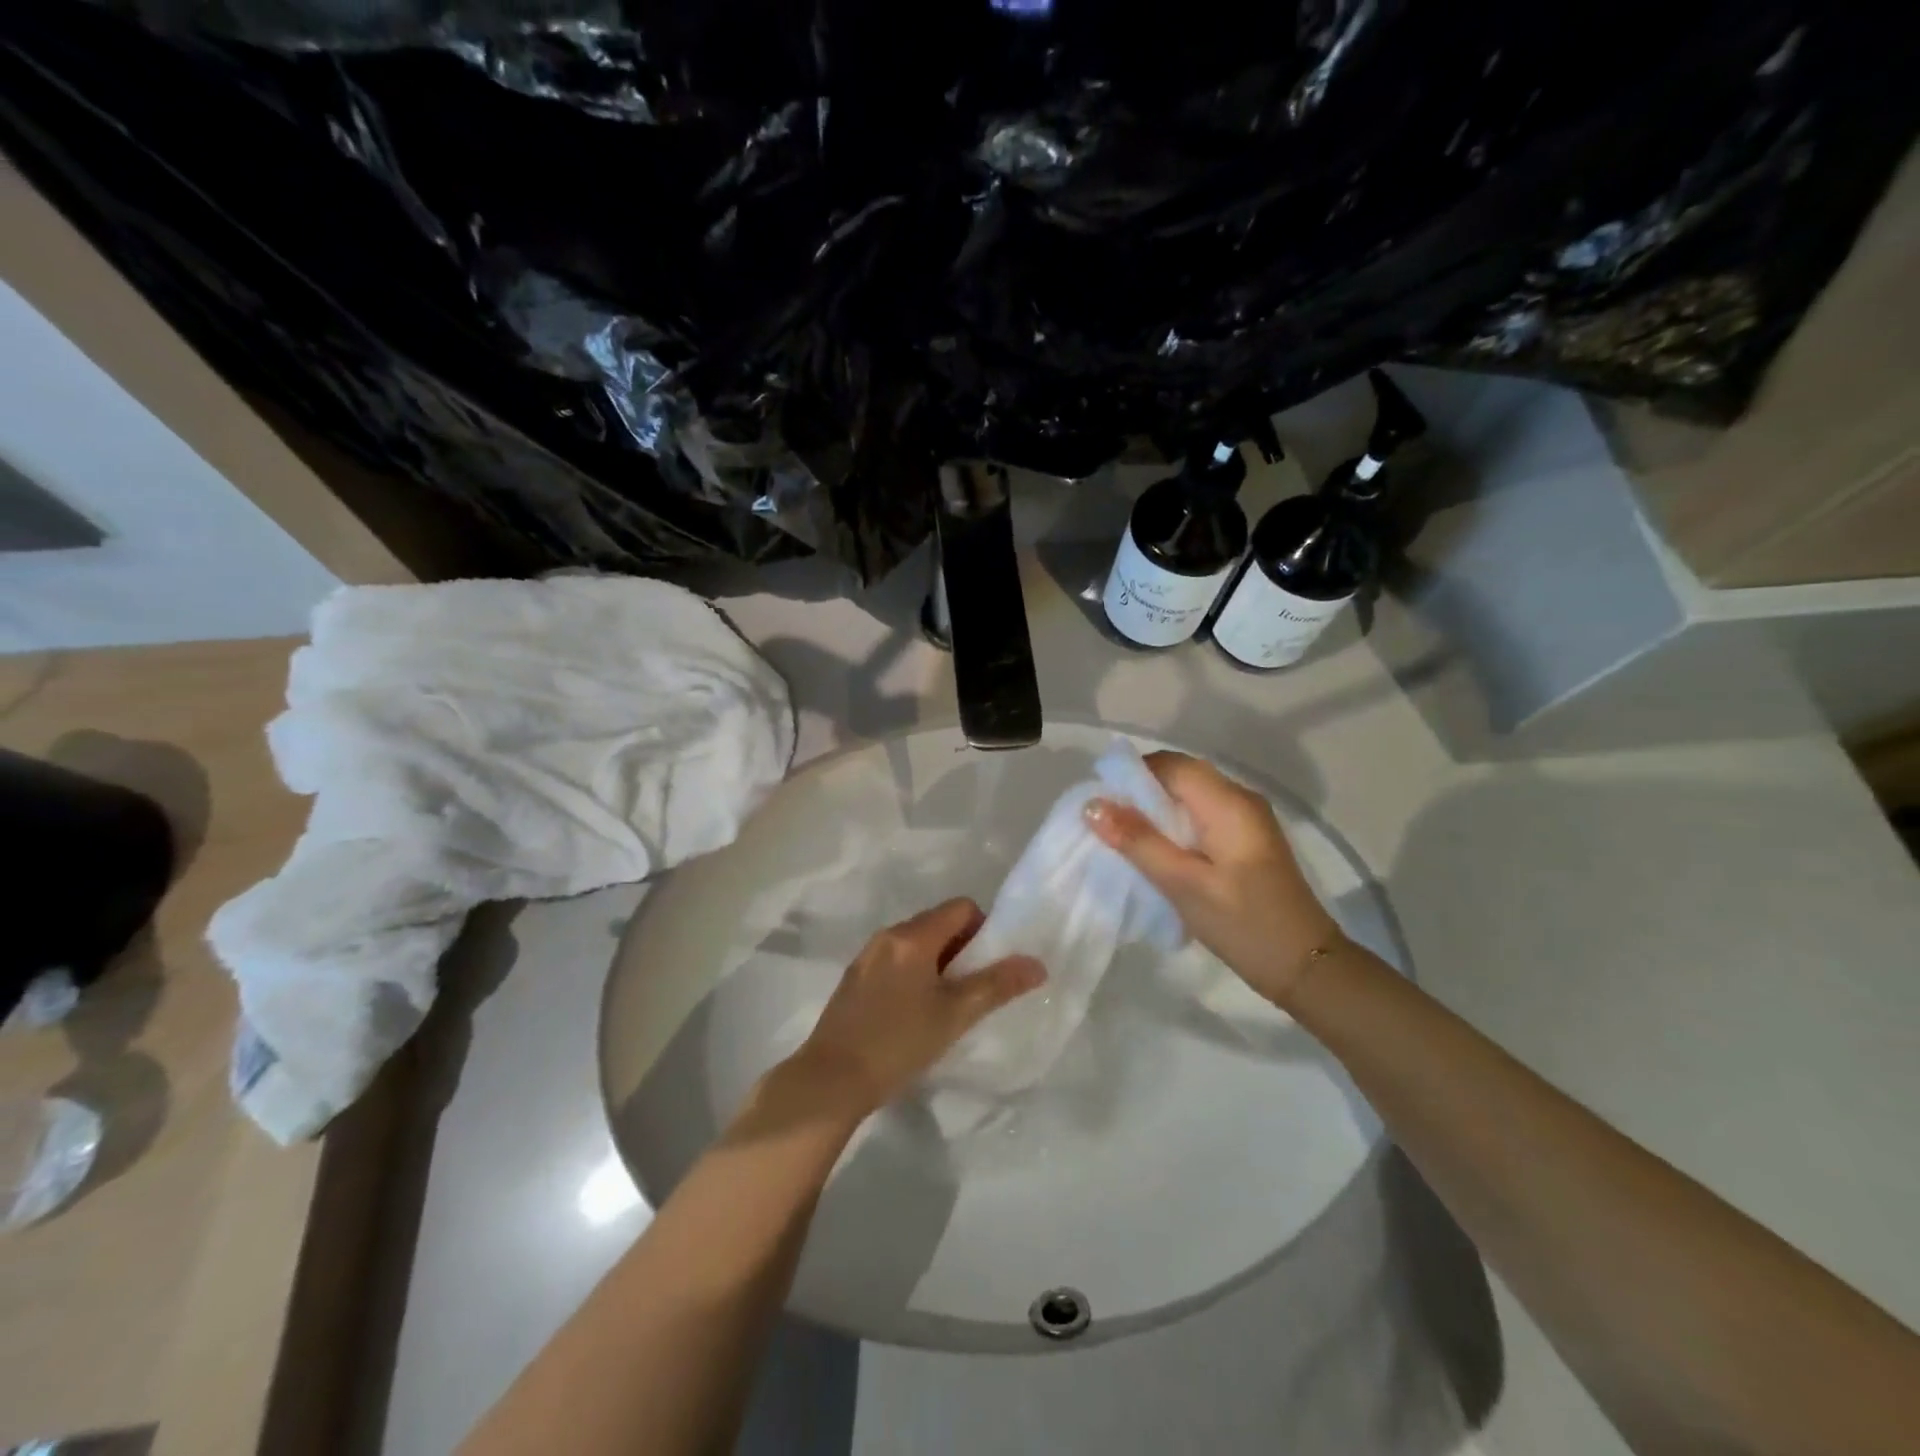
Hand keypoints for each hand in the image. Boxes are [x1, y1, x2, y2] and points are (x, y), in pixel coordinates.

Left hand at [787, 899, 1045, 1117]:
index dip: (984, 929)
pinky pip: (895, 960)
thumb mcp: (955, 1015)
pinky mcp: (854, 978)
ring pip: (916, 943)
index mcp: (912, 936)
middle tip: (972, 989)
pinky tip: (913, 1012)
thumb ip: (998, 985)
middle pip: (938, 922)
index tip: (988, 967)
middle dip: (962, 948)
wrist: (831, 1081)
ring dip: (938, 962)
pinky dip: (913, 973)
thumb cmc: (899, 1042)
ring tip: (945, 1004)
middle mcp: (888, 935)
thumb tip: (1037, 964)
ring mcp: (867, 956)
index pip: (961, 907)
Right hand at [1084, 751, 1340, 1007]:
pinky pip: (1201, 815)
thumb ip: (1138, 841)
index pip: (1171, 765)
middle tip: (1106, 822)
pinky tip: (1156, 851)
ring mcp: (1247, 819)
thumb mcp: (1183, 884)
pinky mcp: (1246, 840)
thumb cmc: (1243, 924)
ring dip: (1155, 810)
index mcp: (1228, 803)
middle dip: (1140, 792)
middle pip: (1181, 776)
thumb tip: (1093, 805)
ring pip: (1190, 796)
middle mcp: (1240, 799)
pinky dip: (1174, 824)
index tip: (1099, 801)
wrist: (1306, 966)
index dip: (1132, 775)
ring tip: (1123, 837)